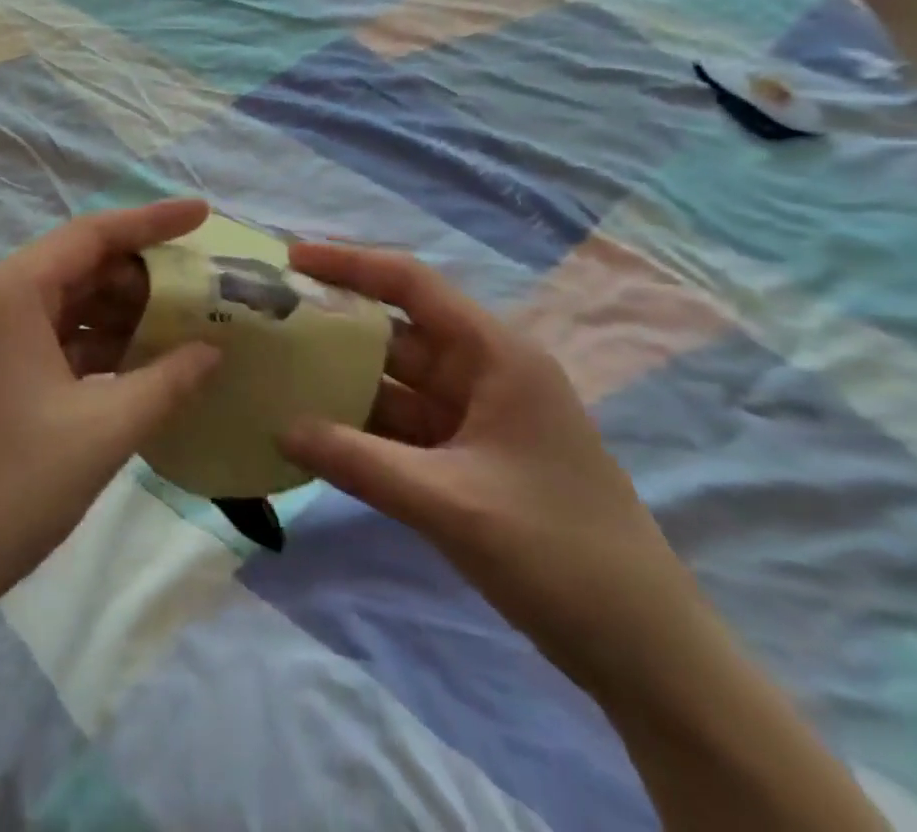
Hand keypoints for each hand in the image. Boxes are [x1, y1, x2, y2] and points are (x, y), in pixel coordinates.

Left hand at [0, 200, 218, 625]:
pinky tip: (139, 365)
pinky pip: (52, 339)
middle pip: (80, 266)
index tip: (203, 213)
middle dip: (142, 277)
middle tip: (201, 289)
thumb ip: (168, 381)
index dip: (153, 221)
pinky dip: (95, 346)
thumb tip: (214, 350)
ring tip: (182, 326)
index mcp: (11, 294)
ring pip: (67, 305)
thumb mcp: (103, 431)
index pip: (93, 234)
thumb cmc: (9, 488)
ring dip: (121, 315)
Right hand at [279, 243, 703, 690]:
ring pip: (398, 380)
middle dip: (336, 322)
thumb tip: (280, 428)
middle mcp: (486, 372)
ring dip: (345, 377)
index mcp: (496, 355)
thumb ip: (358, 462)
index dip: (350, 264)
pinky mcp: (471, 458)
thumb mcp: (449, 504)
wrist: (648, 655)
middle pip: (399, 330)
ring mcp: (479, 417)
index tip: (290, 260)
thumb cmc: (559, 556)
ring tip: (278, 367)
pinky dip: (364, 425)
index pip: (412, 284)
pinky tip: (317, 430)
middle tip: (268, 317)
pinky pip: (405, 426)